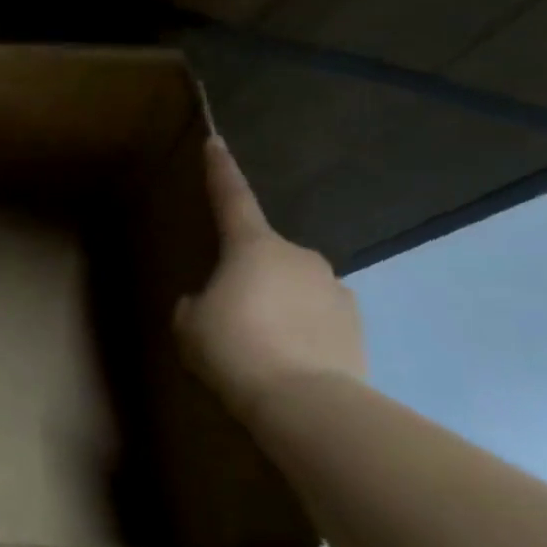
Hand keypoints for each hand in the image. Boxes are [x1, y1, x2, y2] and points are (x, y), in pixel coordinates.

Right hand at [173, 137, 367, 421]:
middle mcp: (300, 257)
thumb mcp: (189, 324)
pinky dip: (301, 332)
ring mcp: (335, 290)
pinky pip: (317, 319)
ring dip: (277, 307)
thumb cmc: (234, 349)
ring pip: (294, 289)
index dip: (220, 170)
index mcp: (253, 247)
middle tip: (230, 314)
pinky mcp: (357, 326)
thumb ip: (196, 304)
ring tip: (260, 348)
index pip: (232, 198)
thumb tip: (212, 303)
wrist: (305, 404)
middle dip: (250, 277)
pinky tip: (287, 363)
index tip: (216, 142)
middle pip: (265, 256)